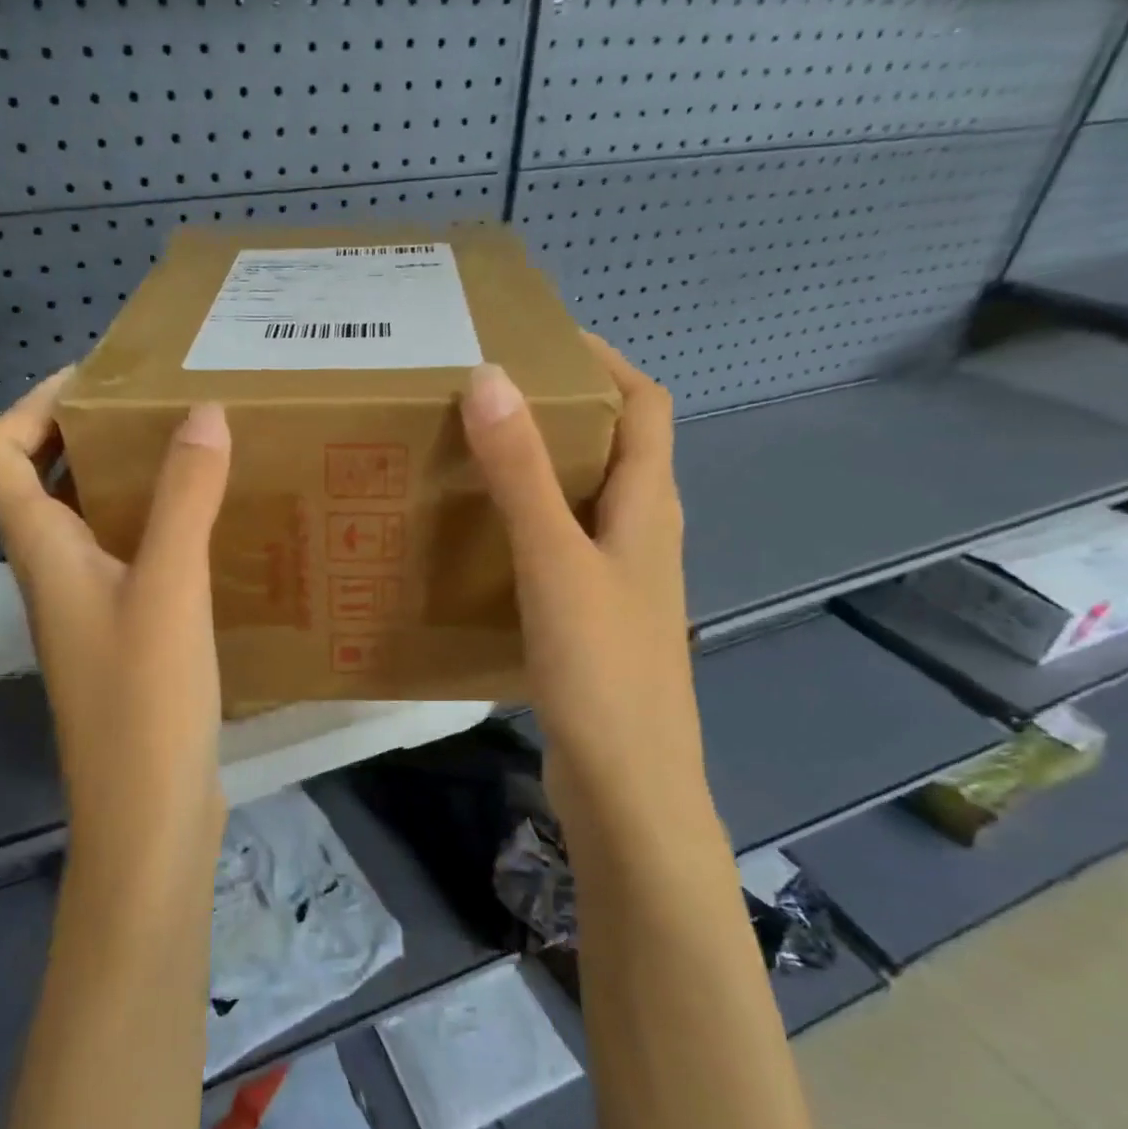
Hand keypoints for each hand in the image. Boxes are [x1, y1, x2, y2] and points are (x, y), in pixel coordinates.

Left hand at [0, 372, 233, 868]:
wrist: (148, 814)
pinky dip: (160, 532)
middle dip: (92, 435)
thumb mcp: (169, 588)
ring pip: (92, 524)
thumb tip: (202, 411)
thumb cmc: (145, 701)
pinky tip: (215, 534)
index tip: (100, 382)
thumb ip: (184, 497)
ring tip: (197, 457)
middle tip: (164, 409)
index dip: (30, 405)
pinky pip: (130, 562)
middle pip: (42, 482)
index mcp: (41, 552)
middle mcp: (53, 575)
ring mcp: (88, 611)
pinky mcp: (124, 641)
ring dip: (131, 484)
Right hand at [461, 336, 710, 836]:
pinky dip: (530, 530)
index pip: (646, 406)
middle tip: (490, 399)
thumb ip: (523, 475)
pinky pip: (563, 552)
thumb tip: (490, 378)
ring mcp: (621, 584)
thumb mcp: (555, 562)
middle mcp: (644, 537)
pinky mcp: (594, 623)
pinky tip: (483, 545)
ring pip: (586, 505)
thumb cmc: (601, 670)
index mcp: (649, 509)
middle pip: (617, 451)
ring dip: (543, 473)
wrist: (627, 787)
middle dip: (564, 414)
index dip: (605, 362)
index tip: (541, 341)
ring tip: (477, 460)